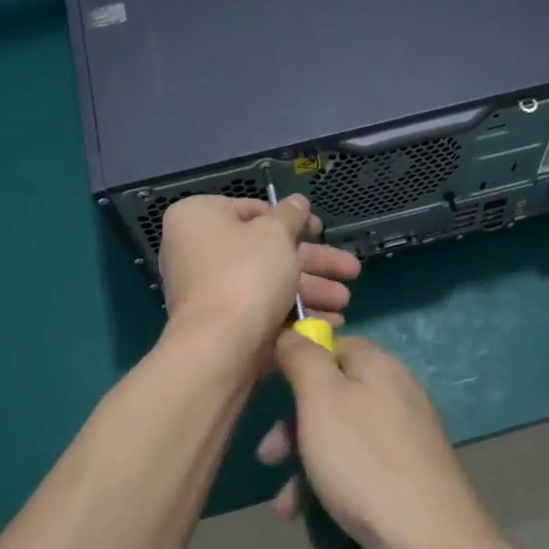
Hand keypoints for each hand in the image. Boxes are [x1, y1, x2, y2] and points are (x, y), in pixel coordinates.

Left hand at [158, 195, 360, 356]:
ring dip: (311, 289)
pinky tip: (330, 321)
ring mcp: (208, 289)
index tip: (320, 230)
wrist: (220, 346)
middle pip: (266, 249)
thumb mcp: (276, 234)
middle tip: (351, 270)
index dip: (291, 219)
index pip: (251, 209)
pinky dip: (293, 312)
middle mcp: (197, 250)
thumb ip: (290, 215)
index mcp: (198, 217)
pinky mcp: (222, 322)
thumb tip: (297, 202)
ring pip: (269, 281)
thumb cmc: (246, 275)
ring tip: (345, 301)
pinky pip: (261, 308)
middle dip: (313, 262)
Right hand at [265, 333, 498, 548]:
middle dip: (293, 428)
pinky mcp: (408, 476)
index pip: (333, 346)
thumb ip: (303, 359)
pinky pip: (358, 470)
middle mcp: (395, 394)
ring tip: (284, 507)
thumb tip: (294, 332)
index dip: (298, 364)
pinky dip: (330, 487)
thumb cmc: (364, 461)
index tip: (271, 392)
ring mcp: (405, 437)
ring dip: (304, 467)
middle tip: (268, 457)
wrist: (431, 540)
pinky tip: (310, 518)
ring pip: (339, 439)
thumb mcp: (321, 400)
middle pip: (332, 396)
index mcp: (378, 366)